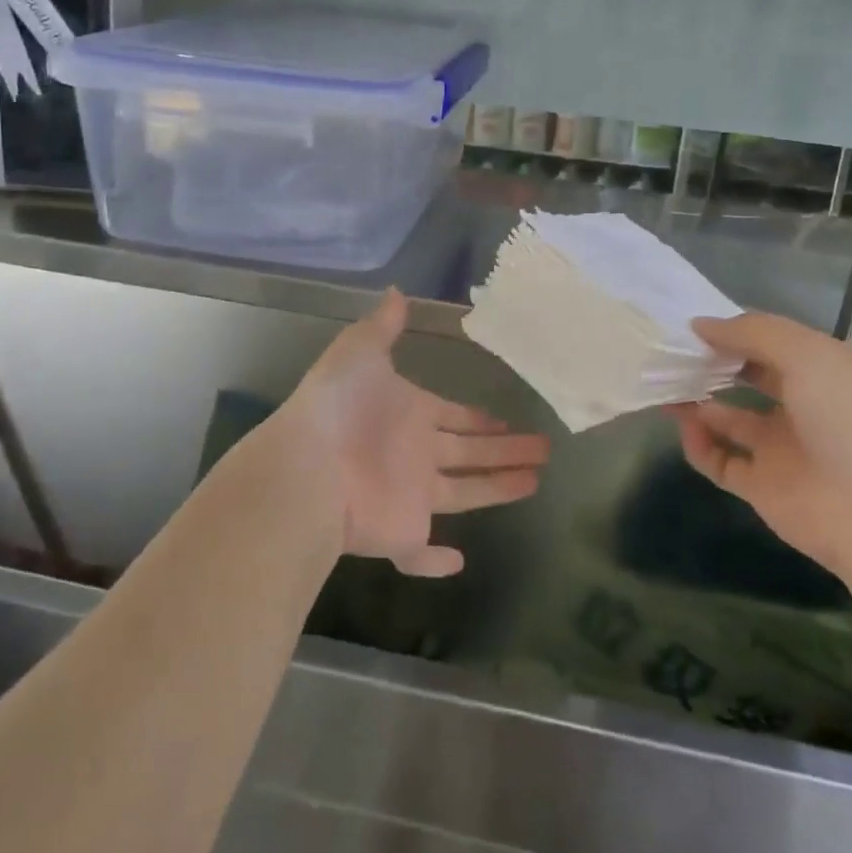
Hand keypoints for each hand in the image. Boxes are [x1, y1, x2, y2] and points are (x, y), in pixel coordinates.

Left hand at [268, 289, 549, 578]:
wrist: (306, 467)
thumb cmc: (339, 406)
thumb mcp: (359, 350)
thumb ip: (382, 325)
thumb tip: (397, 290)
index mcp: (411, 415)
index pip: (455, 417)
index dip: (480, 419)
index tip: (506, 420)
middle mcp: (415, 455)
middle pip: (471, 452)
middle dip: (506, 450)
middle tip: (544, 449)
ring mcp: (409, 497)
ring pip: (465, 493)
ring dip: (498, 489)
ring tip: (537, 480)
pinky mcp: (400, 534)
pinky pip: (419, 553)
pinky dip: (435, 562)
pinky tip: (459, 562)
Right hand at [668, 313, 851, 574]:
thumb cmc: (850, 418)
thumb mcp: (807, 354)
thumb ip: (752, 333)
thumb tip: (700, 325)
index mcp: (824, 371)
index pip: (772, 343)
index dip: (735, 332)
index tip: (694, 325)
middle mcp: (803, 406)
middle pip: (749, 378)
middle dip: (713, 364)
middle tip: (672, 354)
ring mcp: (782, 449)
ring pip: (729, 419)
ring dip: (698, 402)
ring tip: (665, 385)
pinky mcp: (763, 487)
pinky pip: (720, 461)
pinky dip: (698, 444)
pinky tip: (685, 426)